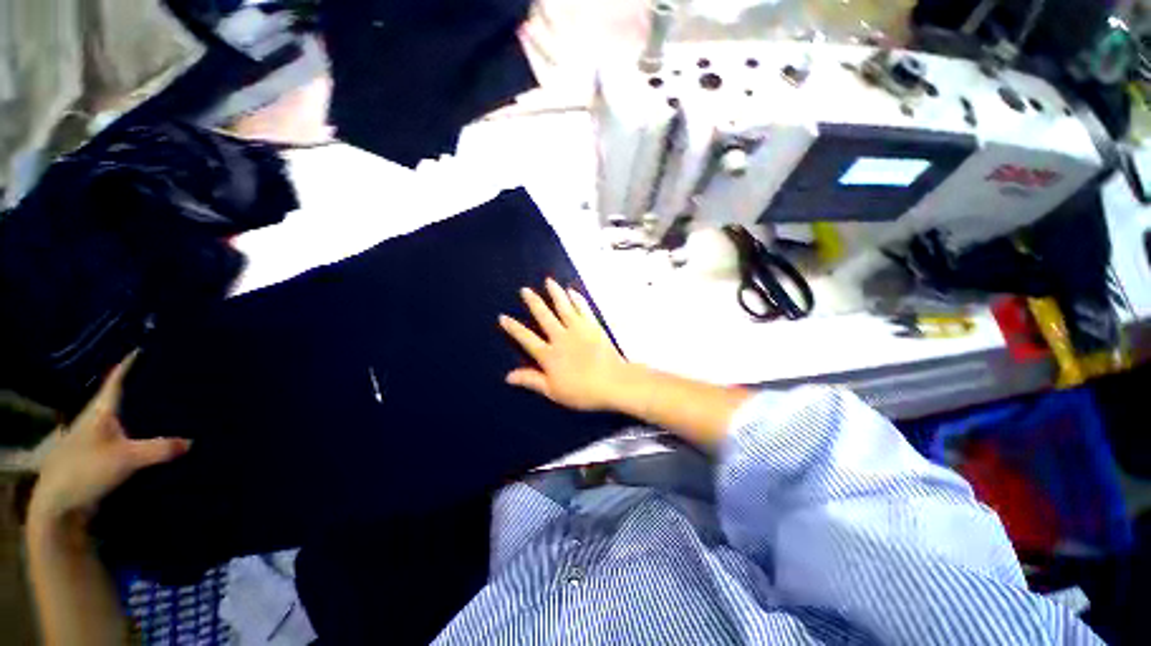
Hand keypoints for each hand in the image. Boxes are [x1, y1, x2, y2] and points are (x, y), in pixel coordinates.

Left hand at [29, 355, 190, 529]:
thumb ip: (159, 449)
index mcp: (101, 410)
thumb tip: (193, 441)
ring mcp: (96, 438)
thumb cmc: (86, 469)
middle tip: (166, 376)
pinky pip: (124, 436)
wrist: (59, 502)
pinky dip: (138, 432)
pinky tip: (153, 436)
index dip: (128, 363)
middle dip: (140, 387)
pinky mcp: (99, 456)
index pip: (116, 380)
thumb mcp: (126, 458)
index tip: (142, 347)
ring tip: (165, 405)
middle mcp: (97, 419)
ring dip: (139, 411)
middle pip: (121, 397)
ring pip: (122, 418)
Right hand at [499, 278, 635, 411]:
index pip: (527, 339)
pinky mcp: (593, 326)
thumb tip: (508, 376)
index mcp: (549, 355)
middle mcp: (561, 338)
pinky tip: (572, 291)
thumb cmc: (582, 391)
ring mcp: (578, 329)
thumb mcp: (553, 391)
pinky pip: (583, 309)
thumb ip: (531, 380)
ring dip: (555, 293)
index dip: (514, 328)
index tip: (503, 317)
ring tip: (548, 281)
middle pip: (544, 317)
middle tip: (525, 290)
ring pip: (563, 307)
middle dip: (534, 302)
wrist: (613, 382)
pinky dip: (577, 299)